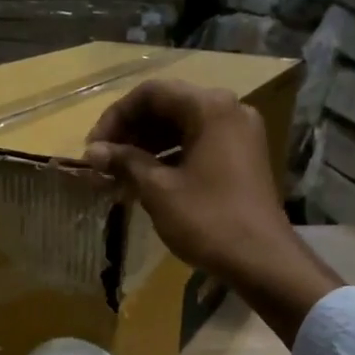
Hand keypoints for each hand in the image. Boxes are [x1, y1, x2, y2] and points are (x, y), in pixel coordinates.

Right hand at [84, 79, 292, 279]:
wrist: (262, 260)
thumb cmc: (207, 220)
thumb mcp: (158, 190)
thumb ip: (125, 162)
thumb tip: (92, 151)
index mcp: (210, 107)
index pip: (151, 93)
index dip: (115, 117)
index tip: (93, 148)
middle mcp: (229, 110)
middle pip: (168, 107)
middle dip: (130, 132)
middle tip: (102, 162)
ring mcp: (239, 134)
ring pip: (182, 127)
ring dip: (147, 146)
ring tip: (118, 174)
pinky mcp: (242, 158)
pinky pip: (198, 145)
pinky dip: (170, 157)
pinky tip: (145, 180)